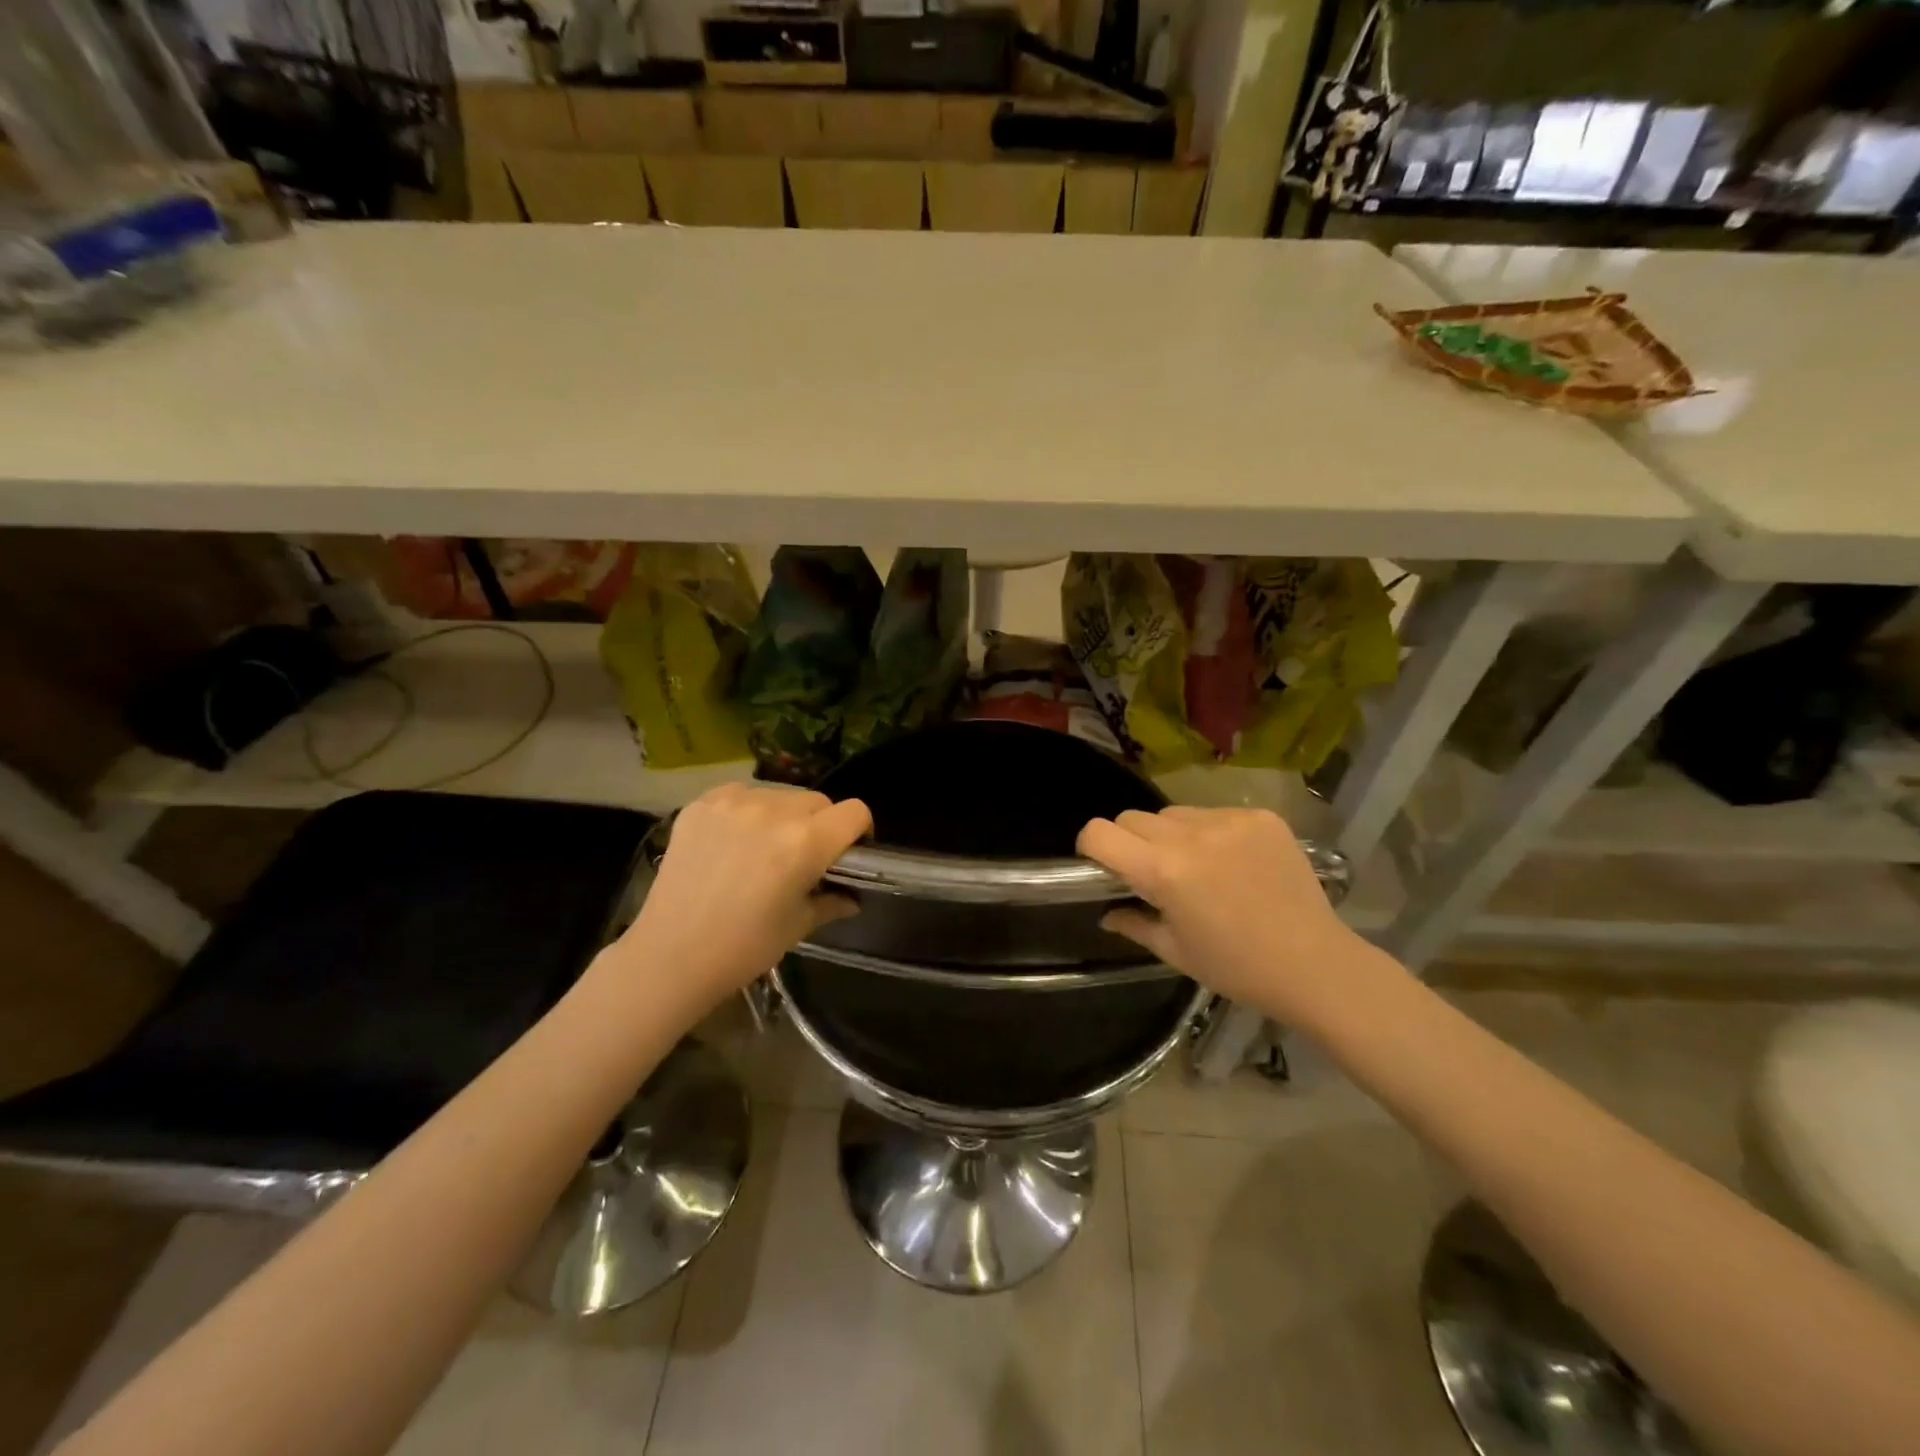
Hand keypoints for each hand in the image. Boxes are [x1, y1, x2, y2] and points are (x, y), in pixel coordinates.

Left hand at [619, 783, 871, 1013]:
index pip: (855, 812)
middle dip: (821, 824)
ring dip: (784, 815)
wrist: (670, 955)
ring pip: (780, 795)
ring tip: (763, 848)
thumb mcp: (798, 926)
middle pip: (818, 800)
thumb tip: (852, 897)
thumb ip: (832, 901)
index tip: (848, 852)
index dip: (859, 831)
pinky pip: (741, 794)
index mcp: (805, 842)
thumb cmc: (743, 948)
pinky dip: (747, 811)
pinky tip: (733, 841)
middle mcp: (773, 811)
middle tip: (804, 856)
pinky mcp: (701, 803)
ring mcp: (733, 802)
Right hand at [1077, 806, 1364, 1026]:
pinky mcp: (1261, 817)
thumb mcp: (1175, 951)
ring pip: (1173, 813)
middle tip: (1152, 873)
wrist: (1315, 964)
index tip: (1101, 864)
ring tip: (1197, 867)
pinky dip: (1212, 833)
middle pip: (1133, 818)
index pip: (1100, 832)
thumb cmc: (1237, 967)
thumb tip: (1106, 913)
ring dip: (1171, 835)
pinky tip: (1233, 862)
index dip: (1091, 846)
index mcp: (1163, 871)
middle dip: (1131, 842)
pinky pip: (1214, 813)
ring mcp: (1229, 821)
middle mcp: (1191, 835)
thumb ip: (1133, 924)